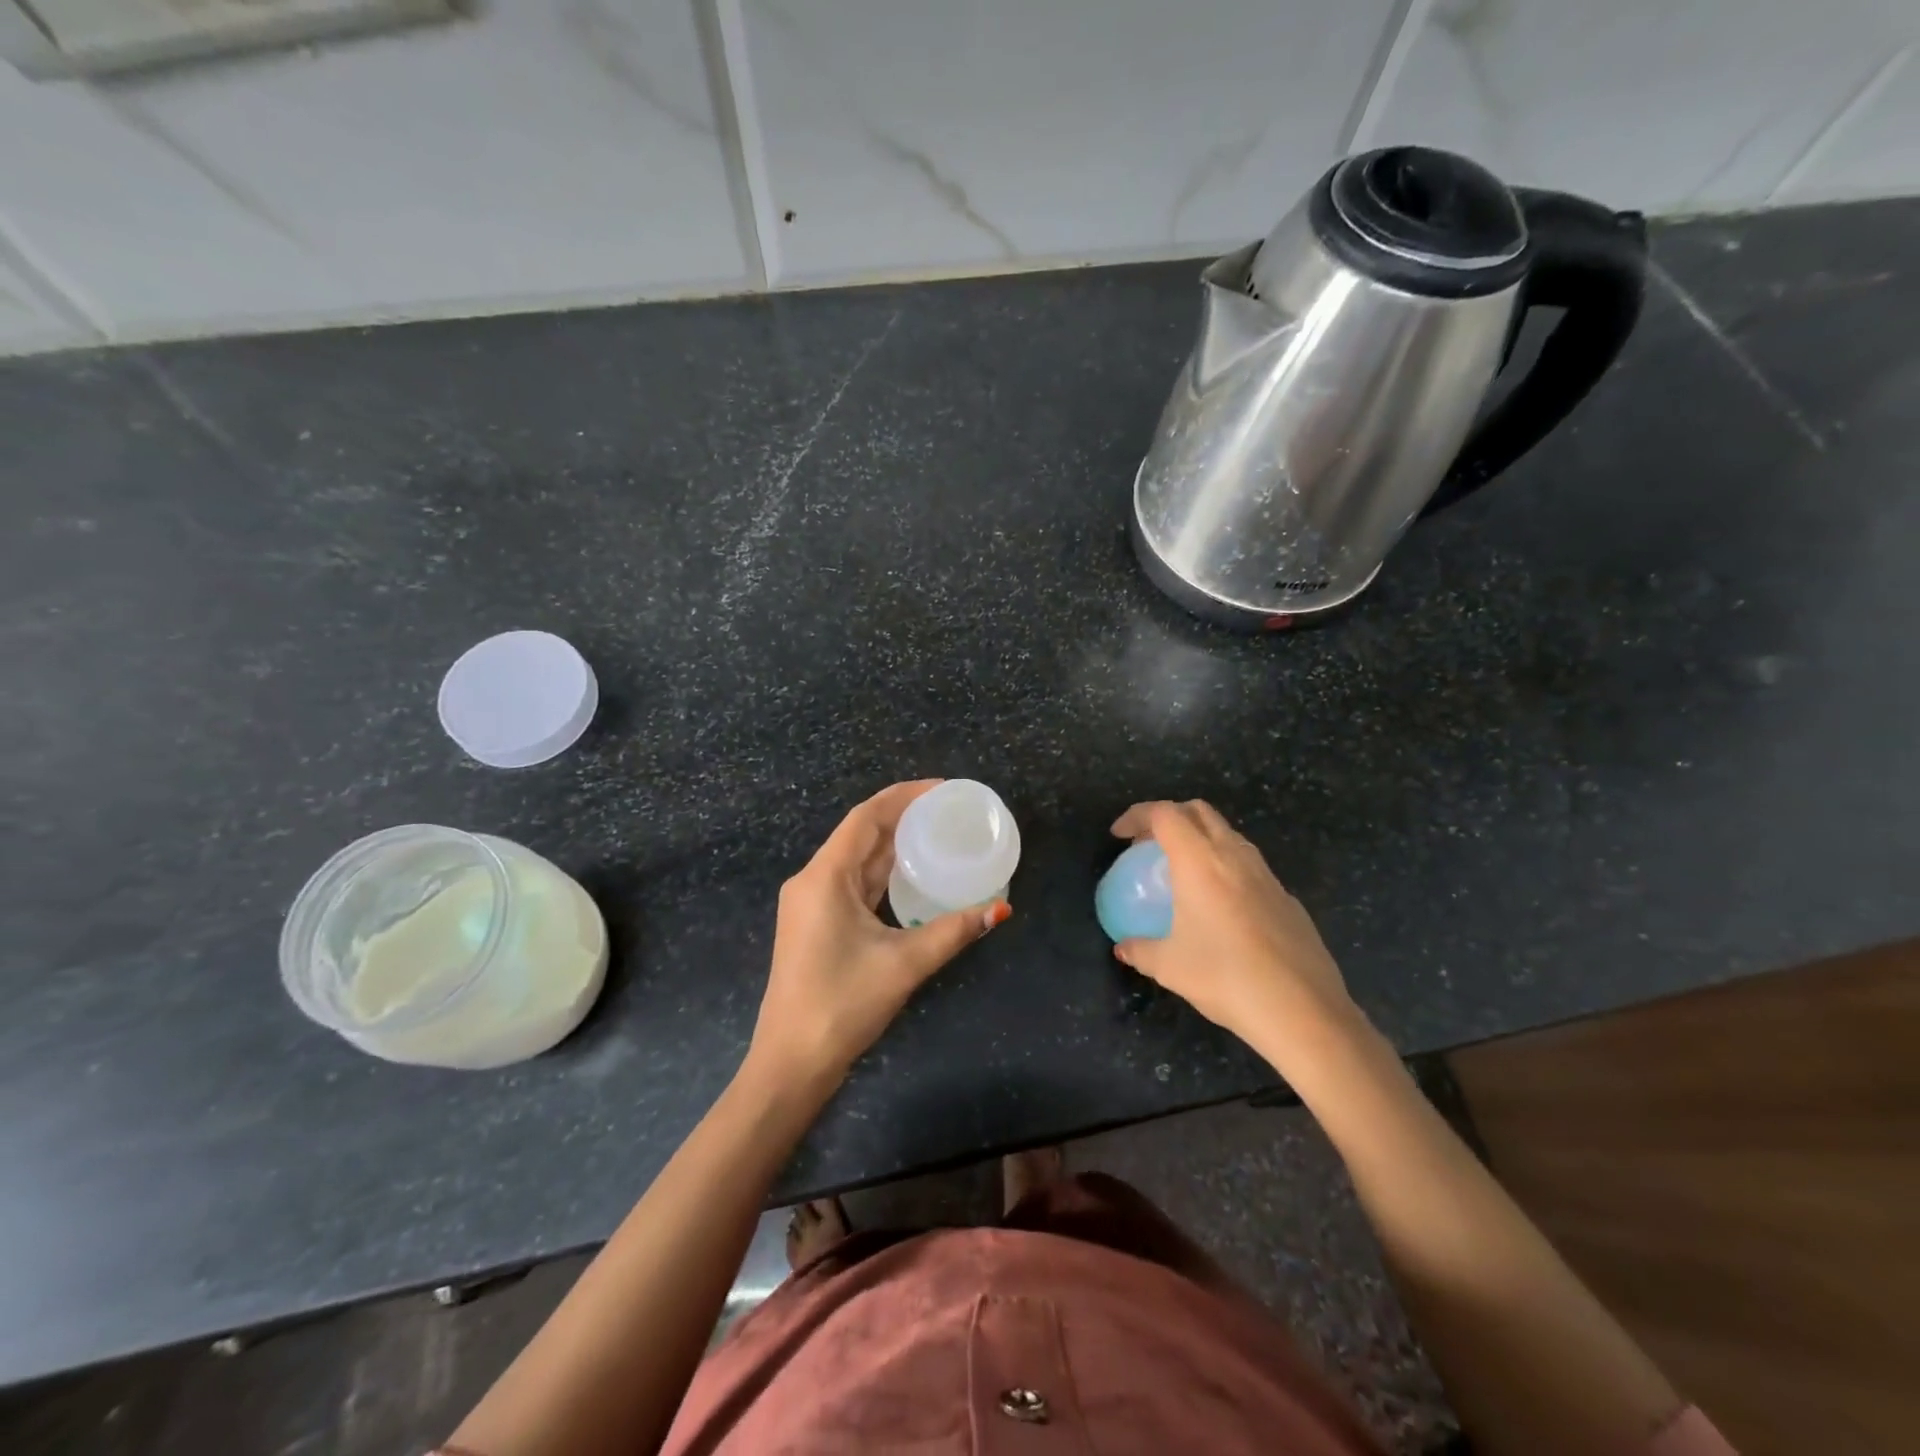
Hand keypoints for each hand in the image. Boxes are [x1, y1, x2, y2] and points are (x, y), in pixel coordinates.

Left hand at [750, 780, 1009, 1086]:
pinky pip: (853, 883)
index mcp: (824, 877)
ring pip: (856, 860)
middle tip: (947, 810)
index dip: (903, 796)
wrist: (791, 1062)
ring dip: (892, 845)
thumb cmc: (842, 1004)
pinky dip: (882, 873)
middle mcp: (813, 881)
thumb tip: (999, 908)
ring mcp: (811, 903)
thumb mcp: (904, 963)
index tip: (942, 789)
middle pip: (860, 834)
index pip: (866, 818)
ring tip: (936, 834)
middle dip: (902, 817)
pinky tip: (911, 875)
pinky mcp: (816, 923)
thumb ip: (953, 931)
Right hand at [1109, 800, 1364, 1073]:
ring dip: (1200, 839)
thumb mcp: (1169, 967)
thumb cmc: (1226, 978)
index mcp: (1200, 861)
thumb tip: (1124, 948)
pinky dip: (1225, 867)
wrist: (1303, 1010)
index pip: (1165, 814)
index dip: (1137, 816)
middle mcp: (1234, 856)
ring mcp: (1266, 875)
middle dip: (1169, 817)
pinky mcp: (1287, 898)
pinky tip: (1221, 906)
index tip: (1119, 836)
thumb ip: (1140, 950)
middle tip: (1149, 846)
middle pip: (1199, 811)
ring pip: (1228, 835)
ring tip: (1182, 872)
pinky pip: (1249, 865)